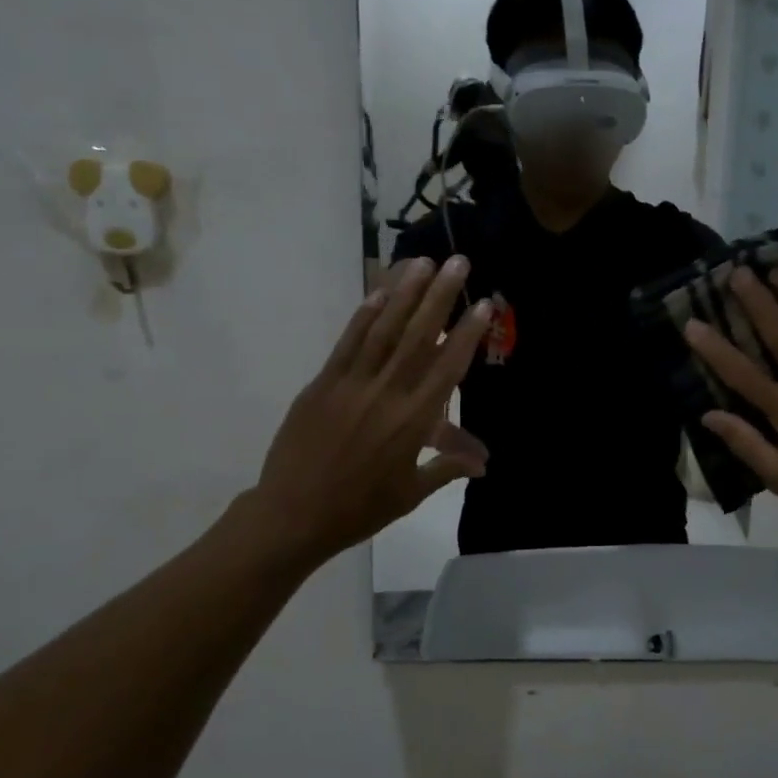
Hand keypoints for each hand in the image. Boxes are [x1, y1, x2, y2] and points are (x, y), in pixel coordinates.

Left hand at [251, 256, 491, 560]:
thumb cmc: (360, 508)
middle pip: (418, 337)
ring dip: (404, 294)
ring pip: (383, 330)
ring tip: (422, 262)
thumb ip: (447, 468)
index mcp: (413, 421)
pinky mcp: (322, 383)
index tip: (484, 304)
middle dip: (440, 296)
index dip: (468, 334)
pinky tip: (380, 292)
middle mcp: (386, 393)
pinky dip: (364, 315)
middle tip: (457, 262)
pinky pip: (348, 343)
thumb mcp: (411, 493)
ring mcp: (351, 384)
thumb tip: (484, 462)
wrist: (293, 515)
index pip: (447, 368)